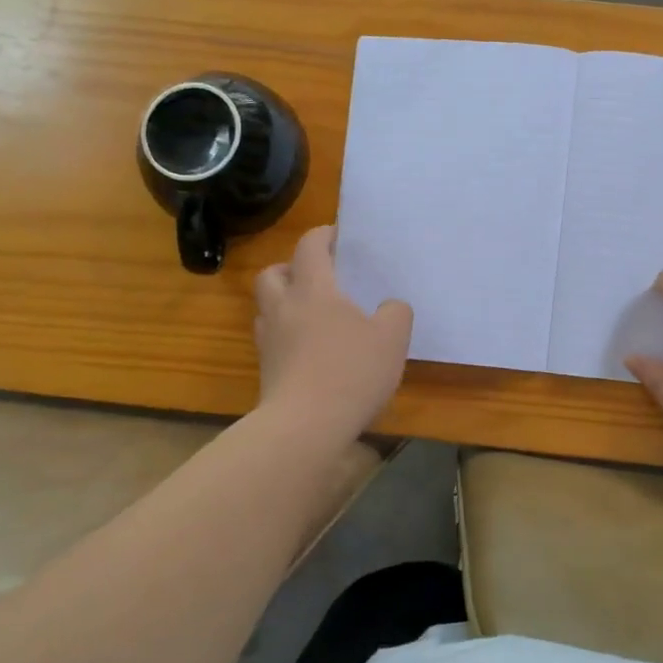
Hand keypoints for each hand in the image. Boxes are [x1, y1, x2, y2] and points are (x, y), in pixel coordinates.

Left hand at [253, 226, 412, 441]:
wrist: (304, 426)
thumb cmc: (350, 372)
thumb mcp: (392, 339)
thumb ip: (396, 313)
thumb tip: (389, 306)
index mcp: (314, 290)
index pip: (310, 247)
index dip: (324, 235)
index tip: (339, 236)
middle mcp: (284, 308)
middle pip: (273, 273)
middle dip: (292, 268)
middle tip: (318, 278)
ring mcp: (269, 340)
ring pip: (267, 307)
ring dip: (285, 302)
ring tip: (313, 315)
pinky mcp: (266, 370)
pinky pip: (272, 339)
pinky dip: (287, 335)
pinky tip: (311, 350)